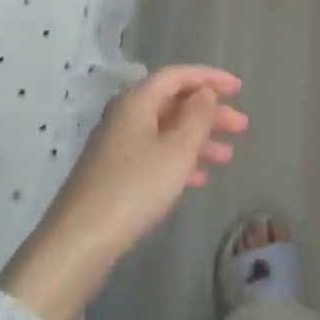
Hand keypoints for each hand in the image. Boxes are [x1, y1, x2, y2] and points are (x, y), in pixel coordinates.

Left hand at [0, 66, 245, 319]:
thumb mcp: (176, 151)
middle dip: (209, 112)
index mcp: (137, 102)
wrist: (78, 243)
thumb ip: (197, 117)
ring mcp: (117, 146)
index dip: (209, 77)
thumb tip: (204, 92)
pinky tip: (199, 180)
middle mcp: (125, 116)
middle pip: (173, 103)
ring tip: (227, 157)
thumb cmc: (134, 189)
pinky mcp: (114, 174)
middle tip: (241, 127)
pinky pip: (155, 155)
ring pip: (166, 131)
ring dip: (198, 139)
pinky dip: (179, 161)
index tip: (238, 88)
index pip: (177, 76)